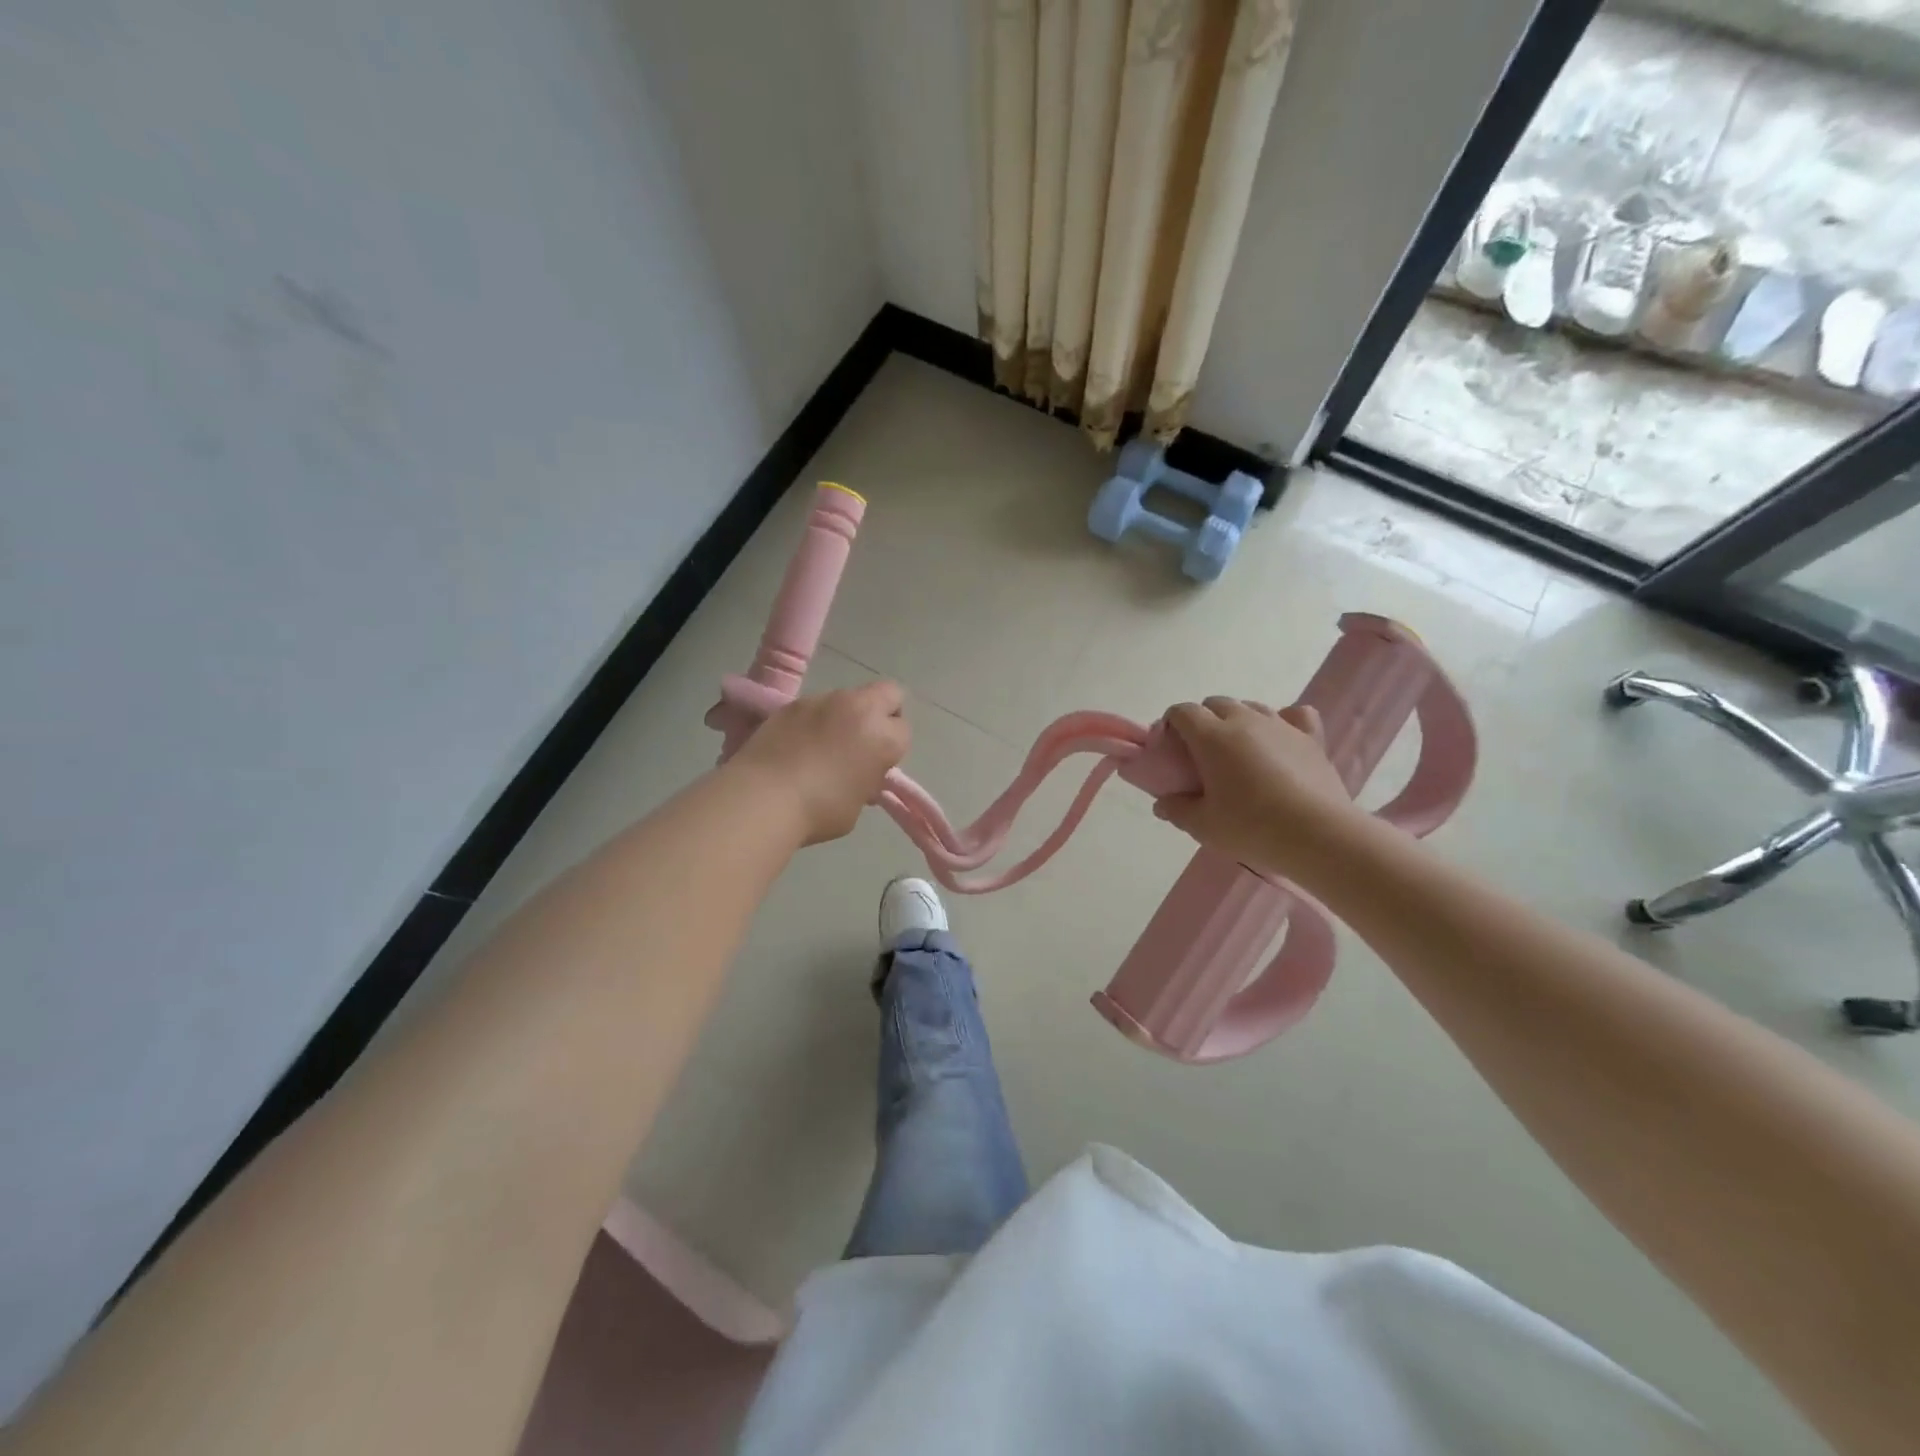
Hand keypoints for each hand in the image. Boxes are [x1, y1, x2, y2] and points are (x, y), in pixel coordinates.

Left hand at [728, 681, 910, 844]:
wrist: (762, 797)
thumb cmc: (819, 811)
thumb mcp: (857, 802)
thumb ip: (866, 779)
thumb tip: (859, 772)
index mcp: (883, 737)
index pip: (903, 732)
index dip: (892, 749)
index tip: (877, 765)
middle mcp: (859, 709)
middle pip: (889, 693)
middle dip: (884, 712)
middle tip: (865, 740)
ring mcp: (824, 700)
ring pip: (849, 697)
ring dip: (846, 715)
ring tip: (823, 745)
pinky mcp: (793, 702)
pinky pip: (816, 706)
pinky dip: (815, 720)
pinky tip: (797, 744)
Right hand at [1151, 697, 1367, 880]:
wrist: (1317, 835)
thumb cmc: (1251, 827)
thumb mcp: (1203, 825)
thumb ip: (1177, 810)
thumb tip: (1162, 804)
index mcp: (1212, 736)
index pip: (1183, 711)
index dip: (1171, 724)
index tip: (1170, 748)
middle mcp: (1244, 720)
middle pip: (1216, 703)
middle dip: (1203, 720)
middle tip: (1201, 755)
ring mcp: (1281, 725)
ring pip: (1251, 707)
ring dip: (1238, 720)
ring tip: (1239, 751)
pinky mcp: (1311, 738)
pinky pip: (1295, 715)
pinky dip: (1284, 721)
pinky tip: (1281, 740)